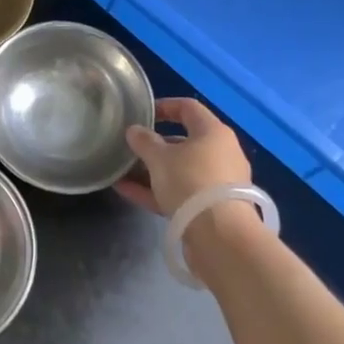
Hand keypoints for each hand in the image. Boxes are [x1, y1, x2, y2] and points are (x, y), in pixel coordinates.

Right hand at [115, 98, 251, 217]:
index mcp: (213, 132)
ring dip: (152, 171)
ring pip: (181, 170)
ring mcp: (218, 183)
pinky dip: (157, 191)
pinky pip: (181, 193)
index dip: (164, 106)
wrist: (221, 237)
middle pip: (184, 142)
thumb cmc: (191, 182)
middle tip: (131, 148)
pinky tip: (127, 192)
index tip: (142, 113)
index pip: (188, 108)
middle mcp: (221, 153)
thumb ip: (144, 142)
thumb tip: (134, 130)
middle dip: (155, 145)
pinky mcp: (212, 209)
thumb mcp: (160, 158)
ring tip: (123, 171)